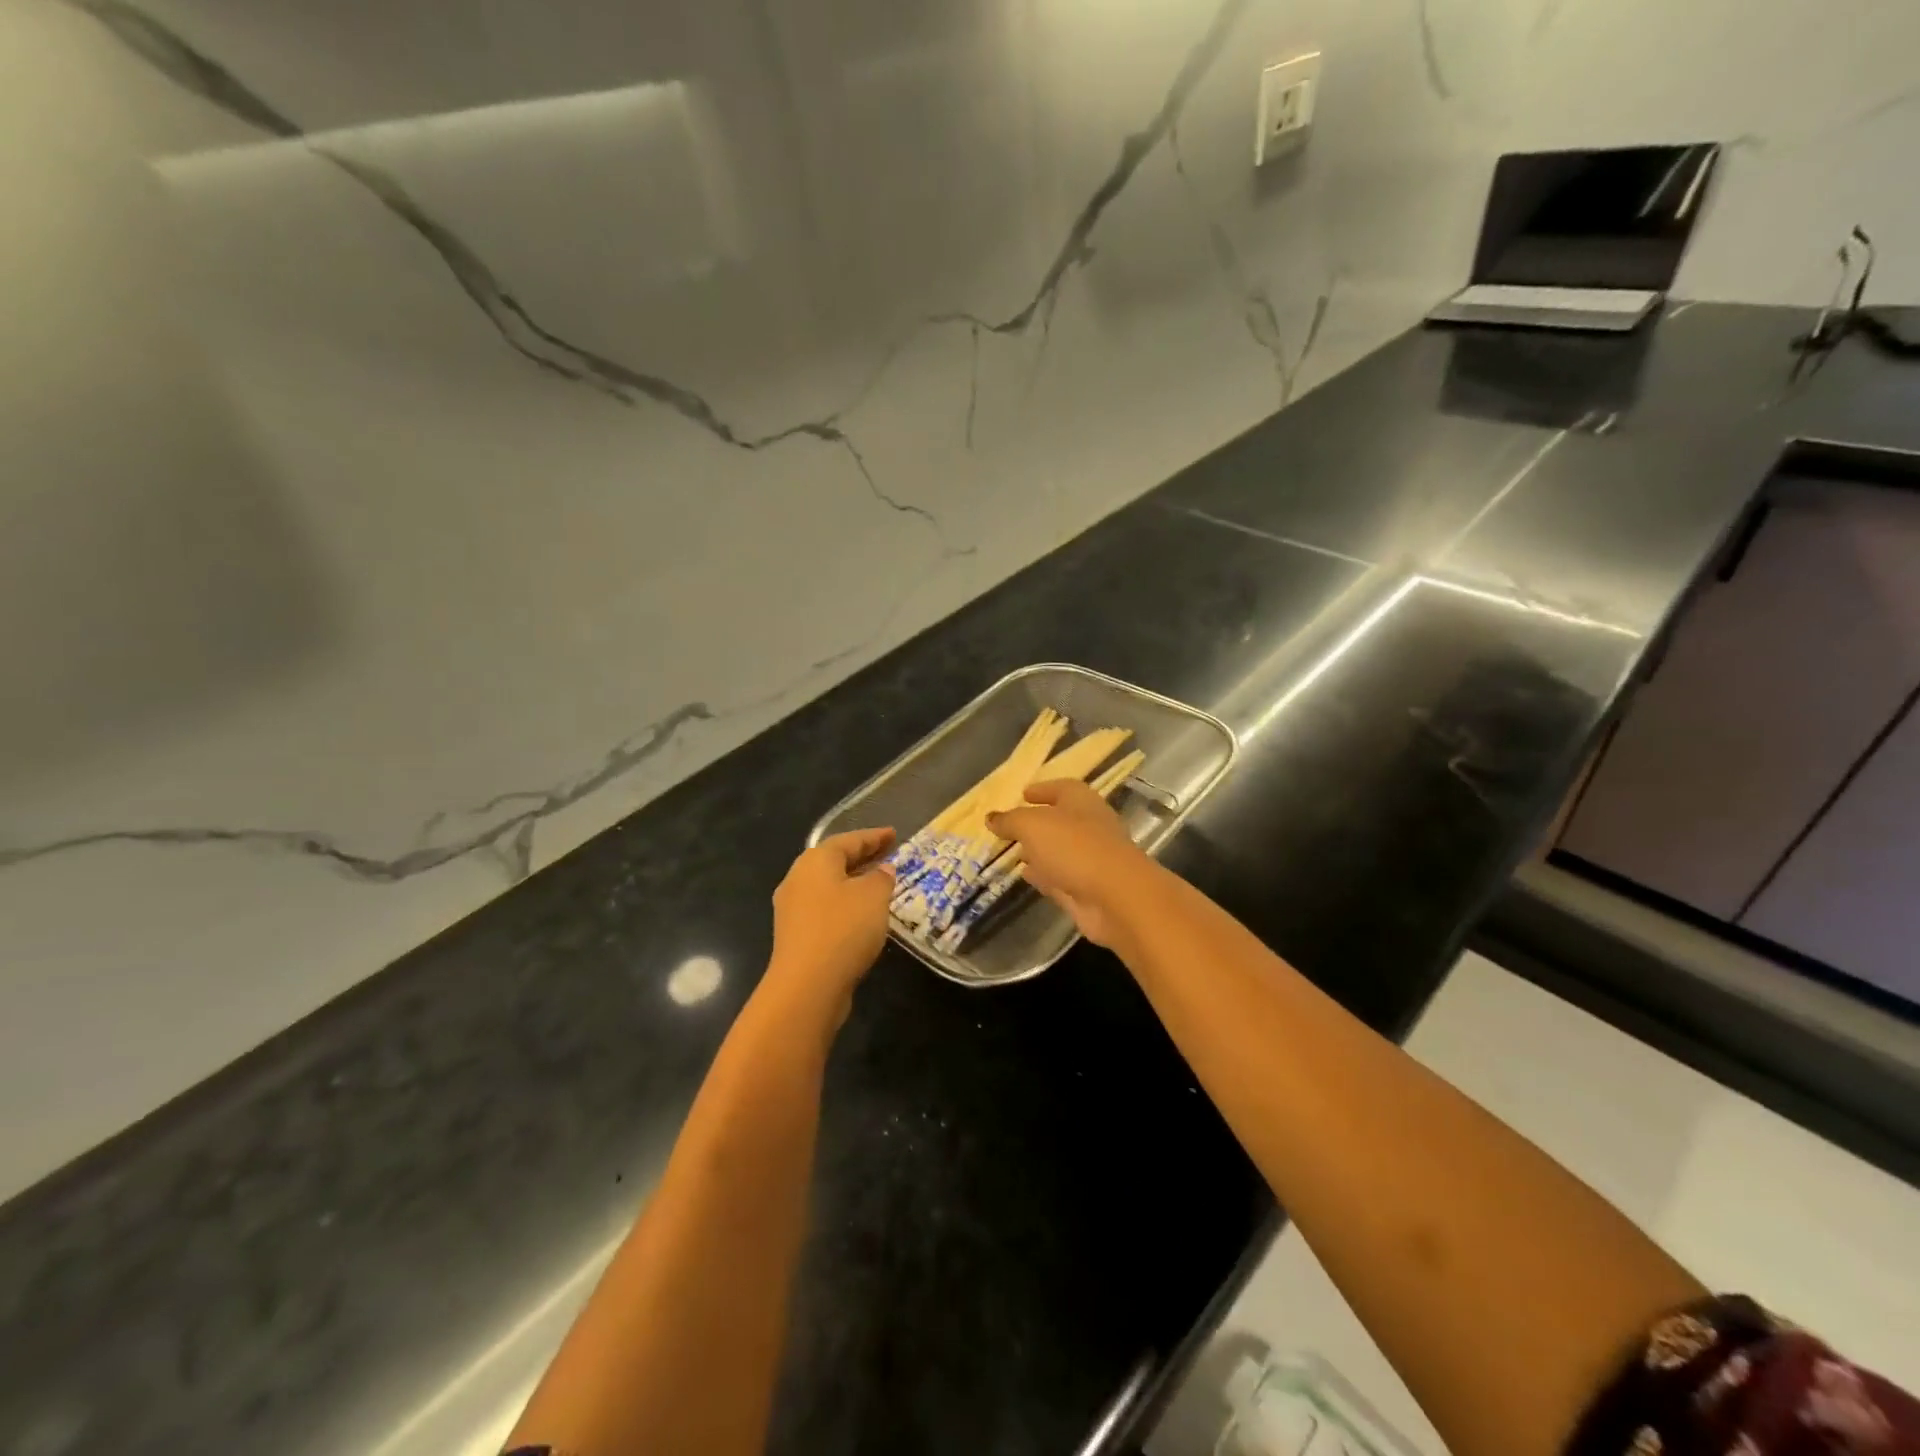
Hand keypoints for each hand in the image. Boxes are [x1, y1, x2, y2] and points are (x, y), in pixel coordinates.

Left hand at [763, 827, 897, 1025]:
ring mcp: (793, 909)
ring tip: (879, 885)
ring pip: (828, 886)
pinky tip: (863, 916)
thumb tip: (882, 871)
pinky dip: (845, 905)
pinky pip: (825, 909)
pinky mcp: (796, 935)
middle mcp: (798, 879)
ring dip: (853, 883)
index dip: (874, 836)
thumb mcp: (873, 896)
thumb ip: (881, 878)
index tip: (894, 834)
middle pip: (834, 861)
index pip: (848, 840)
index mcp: (815, 861)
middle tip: (887, 855)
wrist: (807, 986)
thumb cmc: (843, 929)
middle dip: (862, 857)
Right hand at [987, 780, 1155, 947]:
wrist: (1116, 898)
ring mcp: (1090, 860)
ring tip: (1013, 851)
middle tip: (1011, 826)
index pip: (1061, 788)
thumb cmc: (1074, 847)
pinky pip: (1059, 877)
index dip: (1042, 789)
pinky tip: (1025, 875)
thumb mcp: (1032, 825)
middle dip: (1038, 823)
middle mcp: (1090, 827)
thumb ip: (1010, 820)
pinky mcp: (1087, 889)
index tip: (1022, 793)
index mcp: (1082, 801)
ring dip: (1039, 851)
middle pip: (1060, 820)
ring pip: (1059, 851)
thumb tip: (991, 818)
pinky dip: (1043, 875)